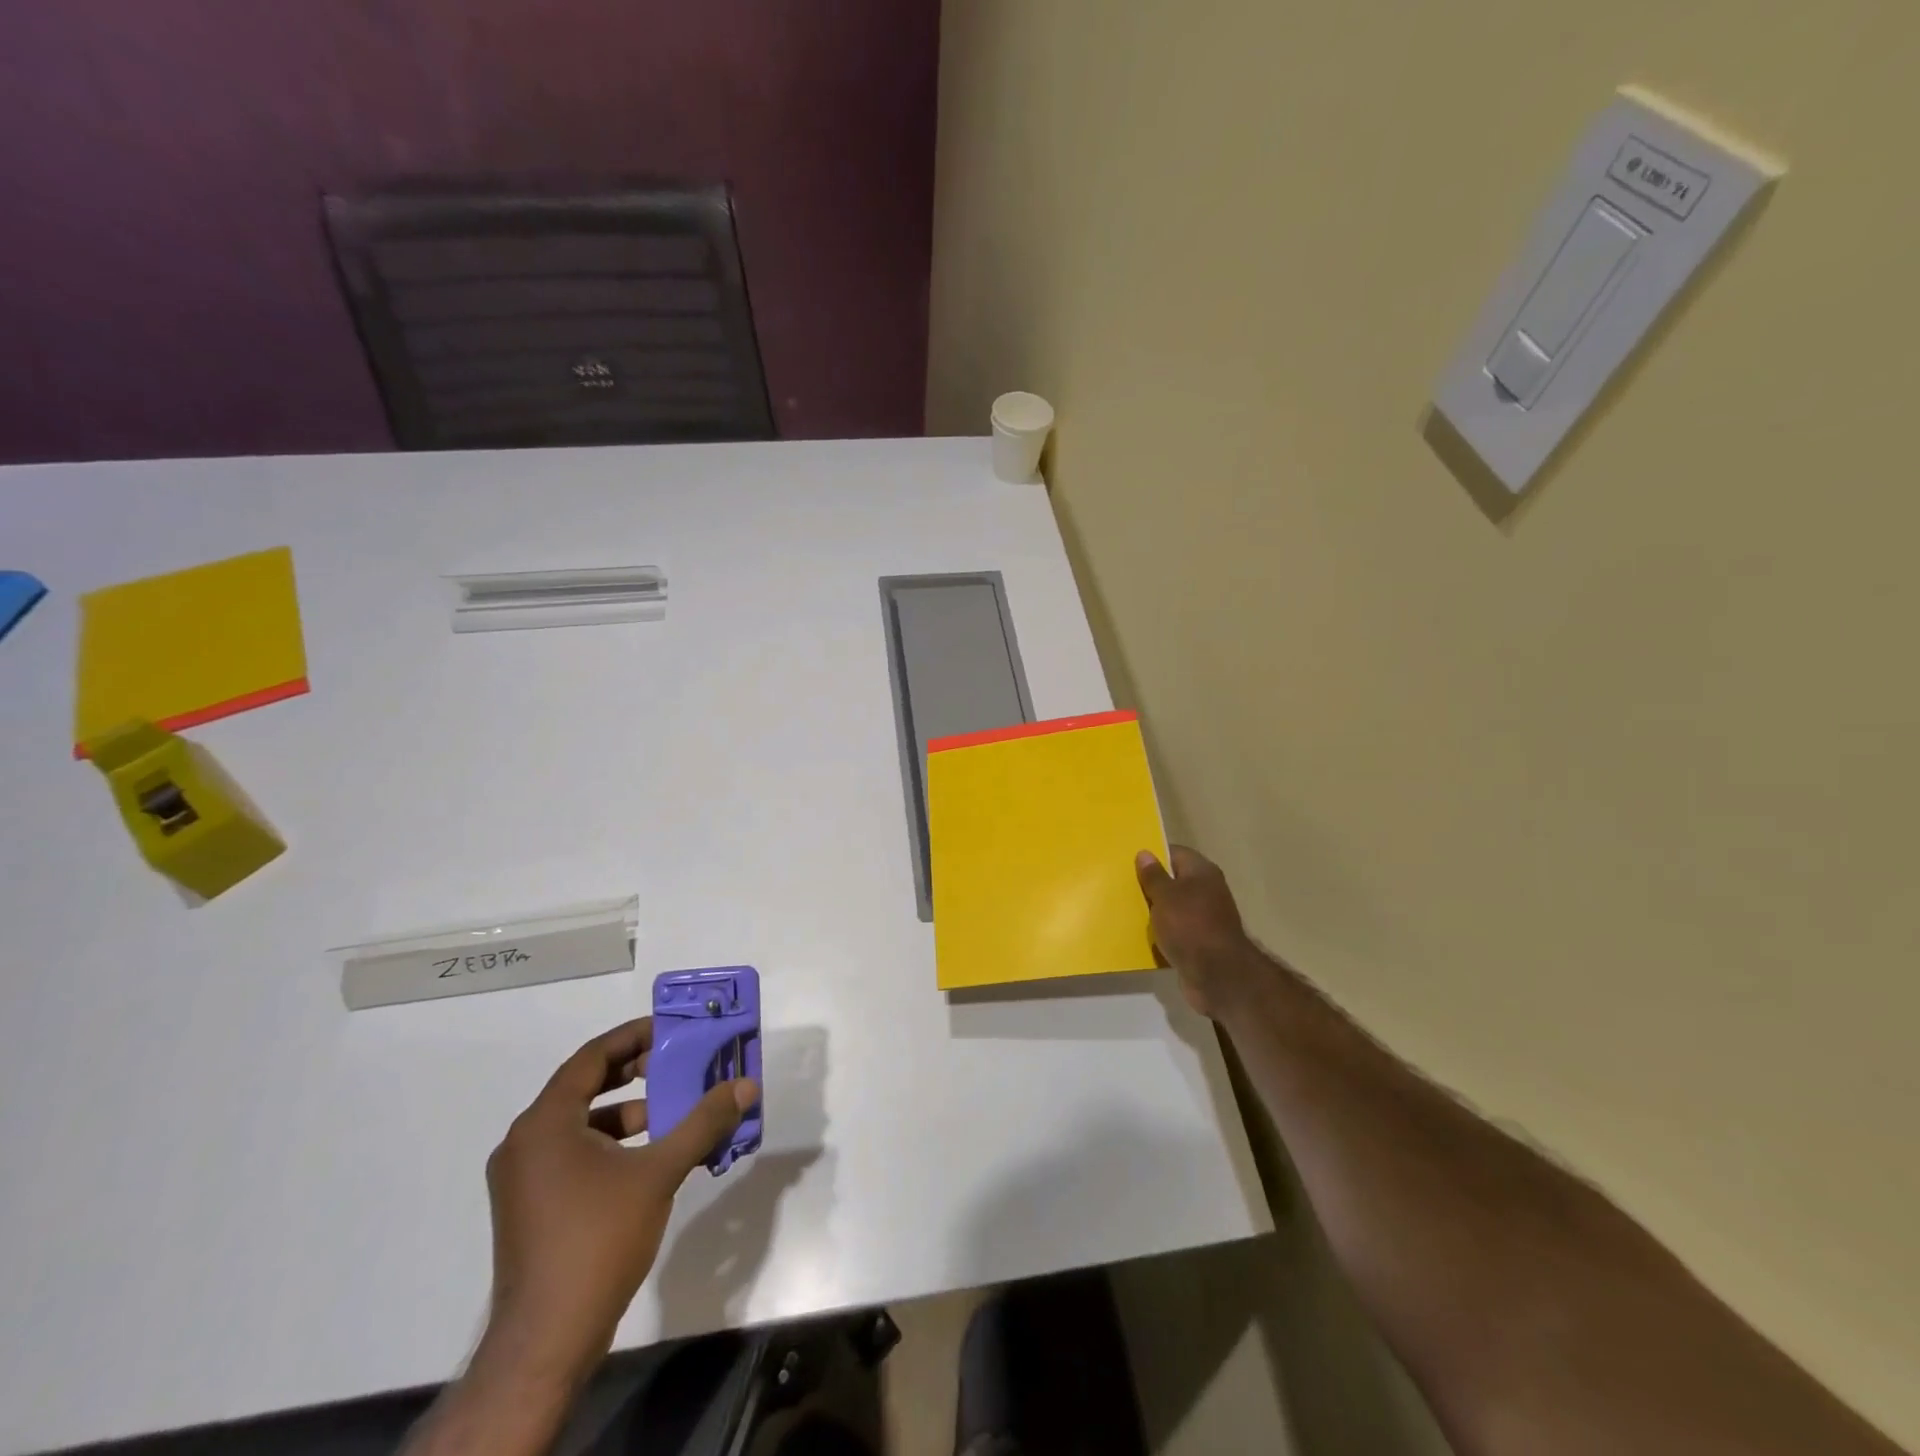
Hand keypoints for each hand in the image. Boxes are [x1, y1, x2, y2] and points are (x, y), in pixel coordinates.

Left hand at [481, 1018, 757, 1384]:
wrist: (546, 1340)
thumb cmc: (598, 1239)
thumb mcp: (659, 1172)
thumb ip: (703, 1123)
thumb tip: (745, 1085)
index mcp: (544, 1123)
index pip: (591, 1058)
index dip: (632, 1037)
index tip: (669, 1030)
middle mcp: (524, 1142)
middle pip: (582, 1086)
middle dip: (632, 1072)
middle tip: (674, 1063)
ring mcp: (522, 1178)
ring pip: (579, 1122)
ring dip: (624, 1111)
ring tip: (669, 1113)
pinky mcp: (529, 1205)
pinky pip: (572, 1152)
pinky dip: (609, 1143)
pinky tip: (646, 1158)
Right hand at [1136, 846, 1262, 1018]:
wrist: (1218, 976)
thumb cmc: (1190, 926)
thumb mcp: (1165, 896)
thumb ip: (1153, 875)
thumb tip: (1144, 853)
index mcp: (1202, 872)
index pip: (1175, 853)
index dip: (1153, 856)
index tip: (1129, 862)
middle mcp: (1206, 891)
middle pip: (1173, 881)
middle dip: (1150, 885)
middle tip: (1122, 886)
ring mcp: (1204, 918)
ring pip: (1172, 907)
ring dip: (1154, 911)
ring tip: (1126, 910)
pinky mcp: (1200, 942)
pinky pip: (1175, 930)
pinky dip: (1161, 933)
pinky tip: (1141, 935)